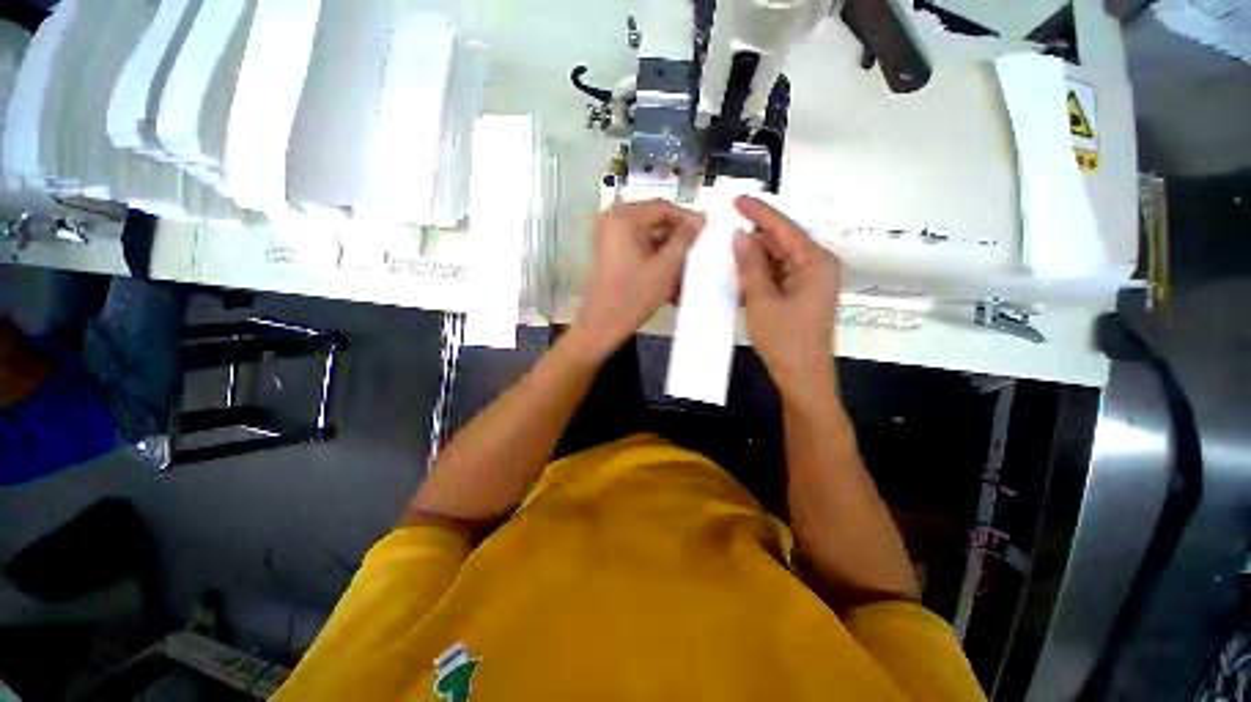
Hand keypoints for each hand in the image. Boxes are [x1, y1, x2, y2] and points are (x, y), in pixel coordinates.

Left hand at [572, 200, 704, 359]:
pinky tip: (672, 280)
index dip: (687, 219)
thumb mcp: (664, 268)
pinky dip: (656, 263)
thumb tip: (700, 219)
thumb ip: (684, 240)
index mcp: (623, 218)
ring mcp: (610, 239)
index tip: (707, 233)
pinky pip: (640, 252)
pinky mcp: (611, 255)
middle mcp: (613, 221)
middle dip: (678, 240)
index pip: (663, 207)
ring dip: (669, 255)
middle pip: (655, 223)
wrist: (600, 327)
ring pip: (649, 240)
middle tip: (699, 253)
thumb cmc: (633, 297)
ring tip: (688, 271)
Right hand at [732, 196, 842, 390]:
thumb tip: (739, 235)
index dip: (759, 213)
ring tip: (727, 247)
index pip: (784, 229)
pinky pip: (778, 274)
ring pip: (778, 259)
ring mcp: (810, 280)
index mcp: (816, 262)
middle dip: (754, 235)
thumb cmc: (784, 338)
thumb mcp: (762, 299)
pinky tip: (739, 269)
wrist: (801, 375)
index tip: (736, 199)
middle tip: (724, 226)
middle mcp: (817, 265)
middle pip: (782, 242)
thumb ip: (750, 265)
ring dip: (754, 256)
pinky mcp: (802, 293)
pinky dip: (759, 273)